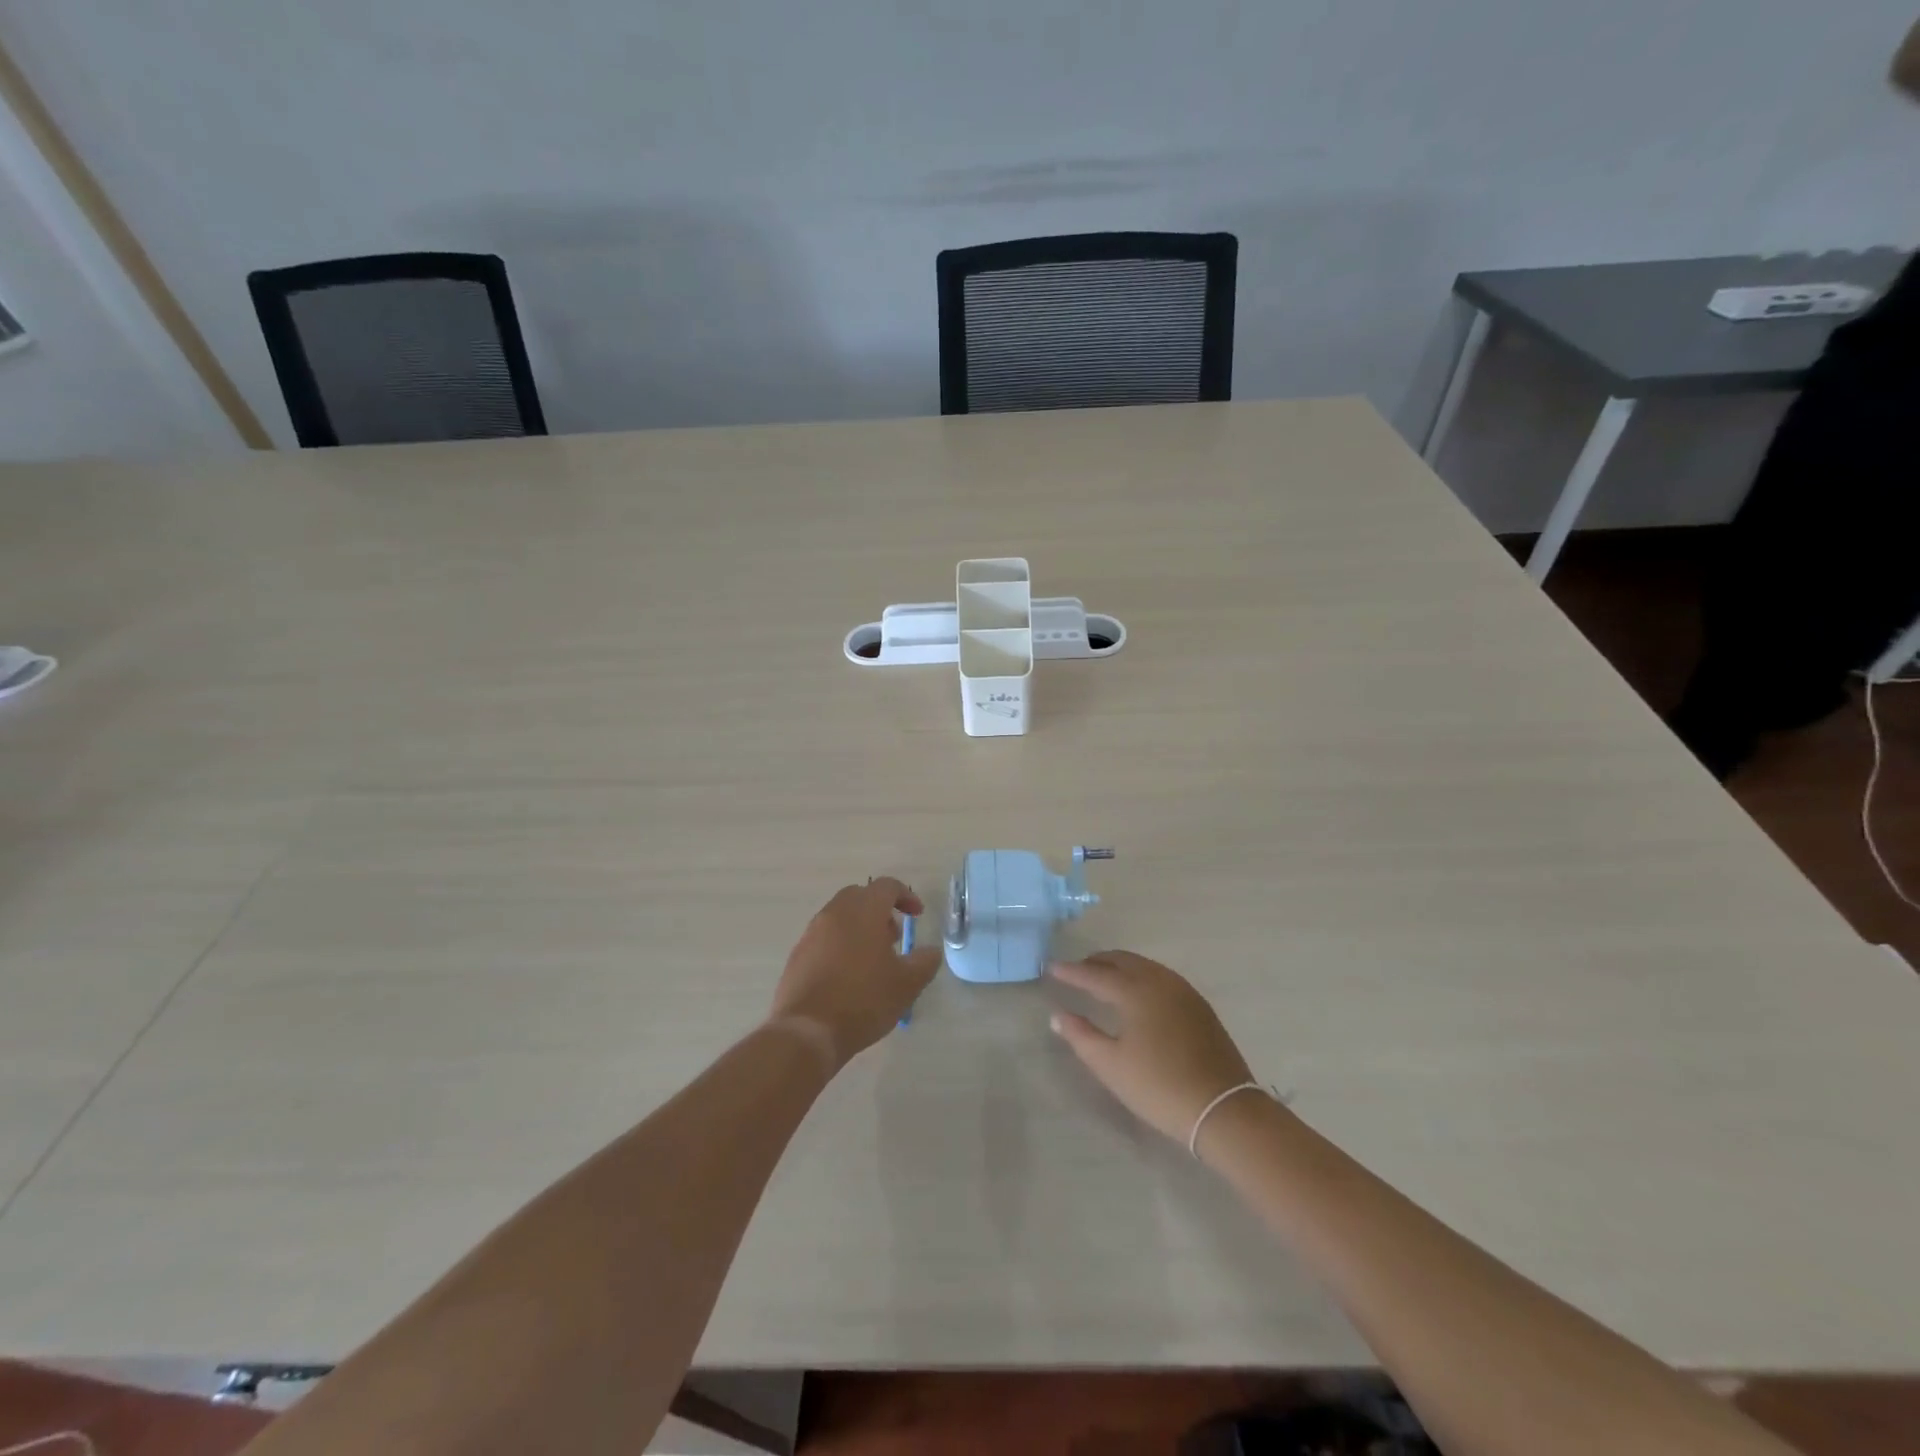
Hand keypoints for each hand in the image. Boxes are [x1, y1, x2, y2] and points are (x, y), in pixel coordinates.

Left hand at [768, 878, 940, 1070]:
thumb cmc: (863, 1000)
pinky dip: (840, 944)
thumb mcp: (907, 985)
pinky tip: (848, 976)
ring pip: (840, 916)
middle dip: (880, 910)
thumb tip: (931, 952)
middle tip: (894, 937)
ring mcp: (811, 933)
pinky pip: (824, 938)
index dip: (906, 896)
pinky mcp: (797, 955)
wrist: (807, 1032)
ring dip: (860, 928)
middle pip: (860, 896)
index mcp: (863, 912)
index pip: (886, 886)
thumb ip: (924, 962)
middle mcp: (834, 913)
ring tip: (873, 960)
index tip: (917, 915)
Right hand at [1049, 951, 1254, 1144]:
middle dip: (1097, 962)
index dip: (1071, 971)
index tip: (1051, 967)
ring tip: (1103, 977)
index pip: (1095, 974)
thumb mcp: (1111, 1066)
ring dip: (1120, 966)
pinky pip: (1161, 976)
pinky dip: (1141, 975)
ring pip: (1144, 965)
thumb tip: (1058, 1015)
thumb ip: (1081, 1036)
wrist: (1223, 1108)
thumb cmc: (1159, 1087)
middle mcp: (1159, 981)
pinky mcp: (1199, 1005)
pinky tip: (1137, 992)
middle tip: (1077, 969)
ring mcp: (1183, 990)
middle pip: (1122, 961)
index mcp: (1134, 991)